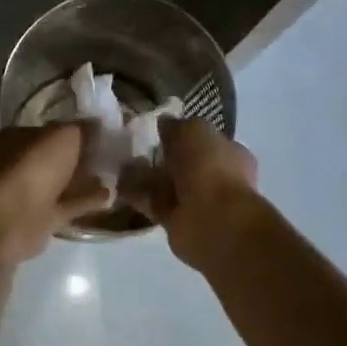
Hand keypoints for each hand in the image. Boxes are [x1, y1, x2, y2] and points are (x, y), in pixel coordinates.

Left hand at [0, 124, 113, 263]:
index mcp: (16, 137)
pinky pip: (68, 205)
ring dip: (84, 181)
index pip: (48, 129)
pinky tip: (110, 197)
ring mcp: (28, 193)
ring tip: (113, 176)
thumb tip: (97, 124)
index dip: (74, 129)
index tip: (100, 131)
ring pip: (61, 183)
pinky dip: (87, 202)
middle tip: (110, 154)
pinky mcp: (40, 218)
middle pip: (55, 157)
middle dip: (80, 157)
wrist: (14, 218)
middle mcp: (19, 164)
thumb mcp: (64, 135)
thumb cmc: (34, 166)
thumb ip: (82, 129)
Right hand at [121, 117, 259, 267]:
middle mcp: (217, 177)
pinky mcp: (177, 222)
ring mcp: (198, 202)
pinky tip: (117, 186)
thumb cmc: (209, 167)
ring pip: (167, 185)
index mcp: (229, 152)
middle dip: (161, 157)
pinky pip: (154, 204)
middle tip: (133, 148)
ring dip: (146, 177)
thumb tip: (164, 123)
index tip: (156, 130)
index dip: (181, 134)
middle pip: (184, 164)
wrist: (211, 219)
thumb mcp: (192, 130)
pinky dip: (137, 196)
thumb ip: (176, 125)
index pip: (204, 139)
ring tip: (119, 166)